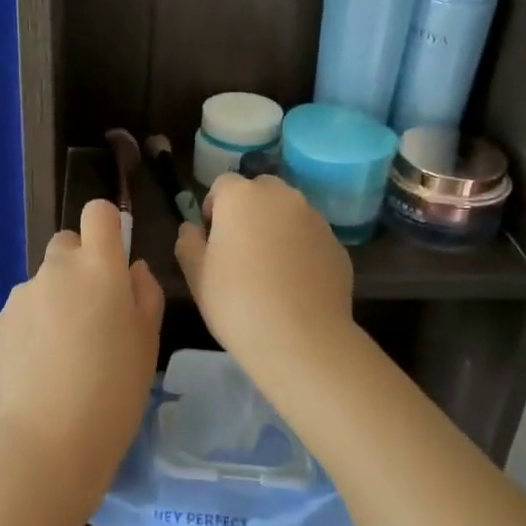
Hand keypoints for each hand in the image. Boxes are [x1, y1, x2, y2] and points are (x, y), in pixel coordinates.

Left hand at [0, 199, 162, 514]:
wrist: (53, 440)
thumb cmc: (116, 387)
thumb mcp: (149, 339)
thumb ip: (144, 292)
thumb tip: (131, 269)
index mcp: (99, 266)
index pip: (97, 212)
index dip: (106, 227)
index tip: (113, 256)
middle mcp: (56, 268)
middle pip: (66, 244)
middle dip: (79, 265)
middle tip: (92, 312)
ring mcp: (22, 294)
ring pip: (43, 281)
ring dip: (55, 299)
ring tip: (64, 351)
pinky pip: (22, 311)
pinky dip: (32, 327)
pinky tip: (41, 367)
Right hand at [174, 172, 354, 365]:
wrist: (302, 340)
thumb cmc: (237, 303)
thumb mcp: (196, 276)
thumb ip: (189, 243)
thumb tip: (193, 229)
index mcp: (242, 196)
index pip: (222, 185)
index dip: (214, 209)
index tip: (212, 240)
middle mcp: (282, 197)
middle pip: (260, 191)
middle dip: (249, 211)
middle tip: (241, 250)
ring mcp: (315, 218)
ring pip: (289, 212)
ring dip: (277, 228)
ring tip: (270, 269)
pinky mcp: (337, 244)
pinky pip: (310, 237)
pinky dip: (301, 249)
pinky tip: (295, 284)